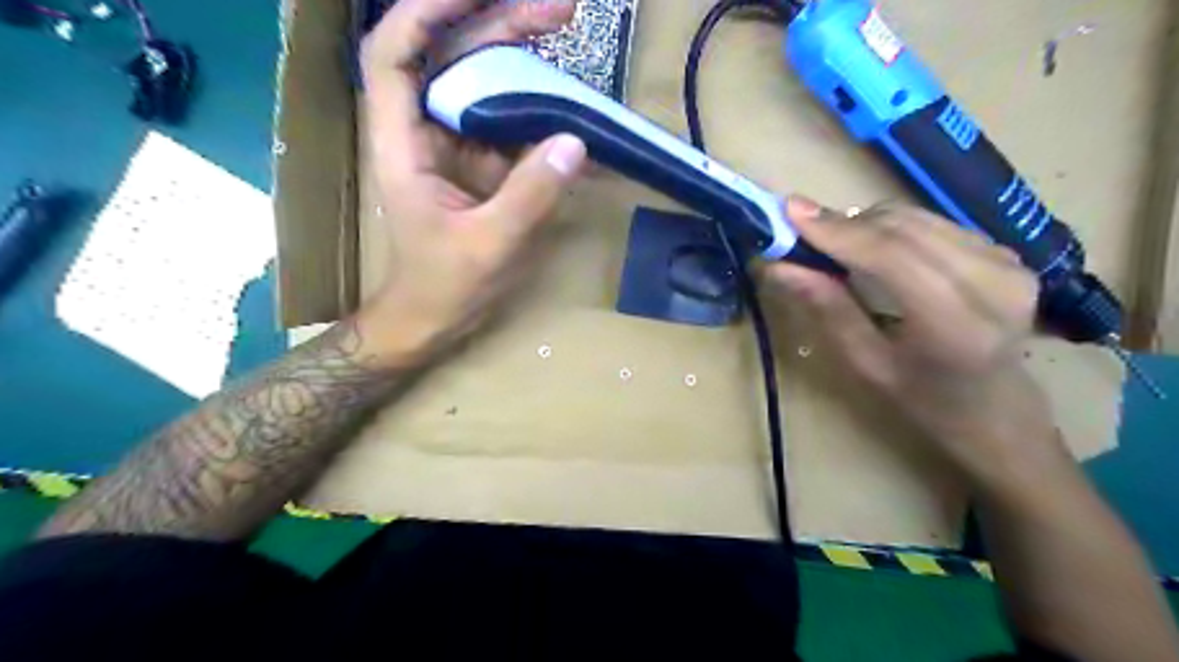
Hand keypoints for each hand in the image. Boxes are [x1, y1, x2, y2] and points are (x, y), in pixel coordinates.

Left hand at [354, 1, 583, 361]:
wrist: (433, 318)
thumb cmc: (444, 287)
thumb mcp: (489, 244)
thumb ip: (530, 195)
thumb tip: (575, 142)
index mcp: (403, 144)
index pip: (395, 56)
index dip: (426, 12)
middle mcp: (425, 132)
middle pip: (451, 56)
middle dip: (499, 22)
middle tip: (560, 9)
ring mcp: (456, 145)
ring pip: (481, 80)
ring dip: (521, 51)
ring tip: (565, 26)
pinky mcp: (482, 163)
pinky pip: (507, 119)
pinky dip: (536, 102)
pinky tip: (567, 94)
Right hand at [772, 196, 1064, 479]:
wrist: (998, 411)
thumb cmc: (923, 400)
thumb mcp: (865, 364)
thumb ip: (827, 309)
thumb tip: (779, 266)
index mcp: (955, 326)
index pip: (892, 256)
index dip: (838, 230)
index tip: (789, 212)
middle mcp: (992, 284)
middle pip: (903, 229)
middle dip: (845, 224)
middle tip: (801, 232)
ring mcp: (1008, 263)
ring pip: (917, 219)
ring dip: (866, 225)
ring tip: (836, 246)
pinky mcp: (1009, 252)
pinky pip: (934, 223)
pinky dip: (893, 229)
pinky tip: (876, 251)